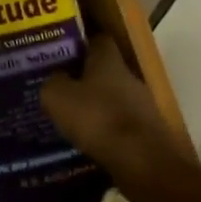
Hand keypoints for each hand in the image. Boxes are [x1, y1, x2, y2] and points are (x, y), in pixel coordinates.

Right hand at [42, 35, 184, 185]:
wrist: (142, 161)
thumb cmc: (97, 118)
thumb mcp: (58, 97)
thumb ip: (52, 82)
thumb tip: (55, 78)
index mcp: (108, 60)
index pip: (98, 39)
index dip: (80, 43)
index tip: (62, 51)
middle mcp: (129, 76)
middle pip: (106, 70)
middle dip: (85, 78)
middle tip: (62, 87)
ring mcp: (143, 105)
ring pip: (114, 98)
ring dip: (97, 106)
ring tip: (72, 118)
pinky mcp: (148, 132)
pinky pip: (121, 124)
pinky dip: (107, 130)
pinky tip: (90, 141)